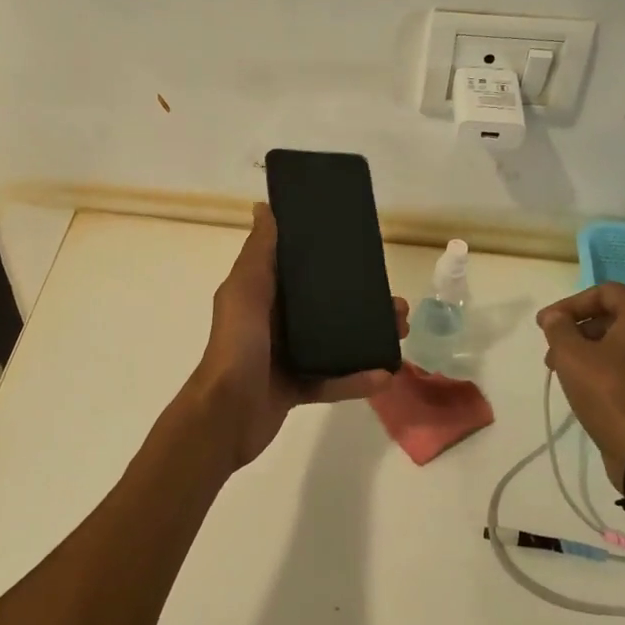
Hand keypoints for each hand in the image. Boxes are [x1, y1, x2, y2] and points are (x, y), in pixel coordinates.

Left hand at [183, 204, 408, 470]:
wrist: (224, 417)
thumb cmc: (237, 347)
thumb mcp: (246, 292)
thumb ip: (259, 253)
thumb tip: (264, 207)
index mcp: (262, 295)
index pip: (299, 270)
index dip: (330, 260)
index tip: (364, 254)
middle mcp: (274, 322)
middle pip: (326, 307)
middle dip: (362, 303)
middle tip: (395, 303)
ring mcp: (286, 357)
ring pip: (335, 342)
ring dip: (368, 337)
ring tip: (400, 332)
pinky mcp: (296, 388)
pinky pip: (332, 381)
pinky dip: (356, 379)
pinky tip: (384, 376)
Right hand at [536, 282, 624, 494]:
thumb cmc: (609, 392)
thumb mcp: (571, 355)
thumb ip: (558, 328)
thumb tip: (554, 317)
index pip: (603, 292)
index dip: (569, 304)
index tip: (544, 324)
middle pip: (612, 315)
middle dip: (576, 328)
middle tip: (550, 346)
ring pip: (619, 340)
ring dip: (585, 347)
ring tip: (558, 368)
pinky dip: (603, 364)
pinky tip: (580, 383)